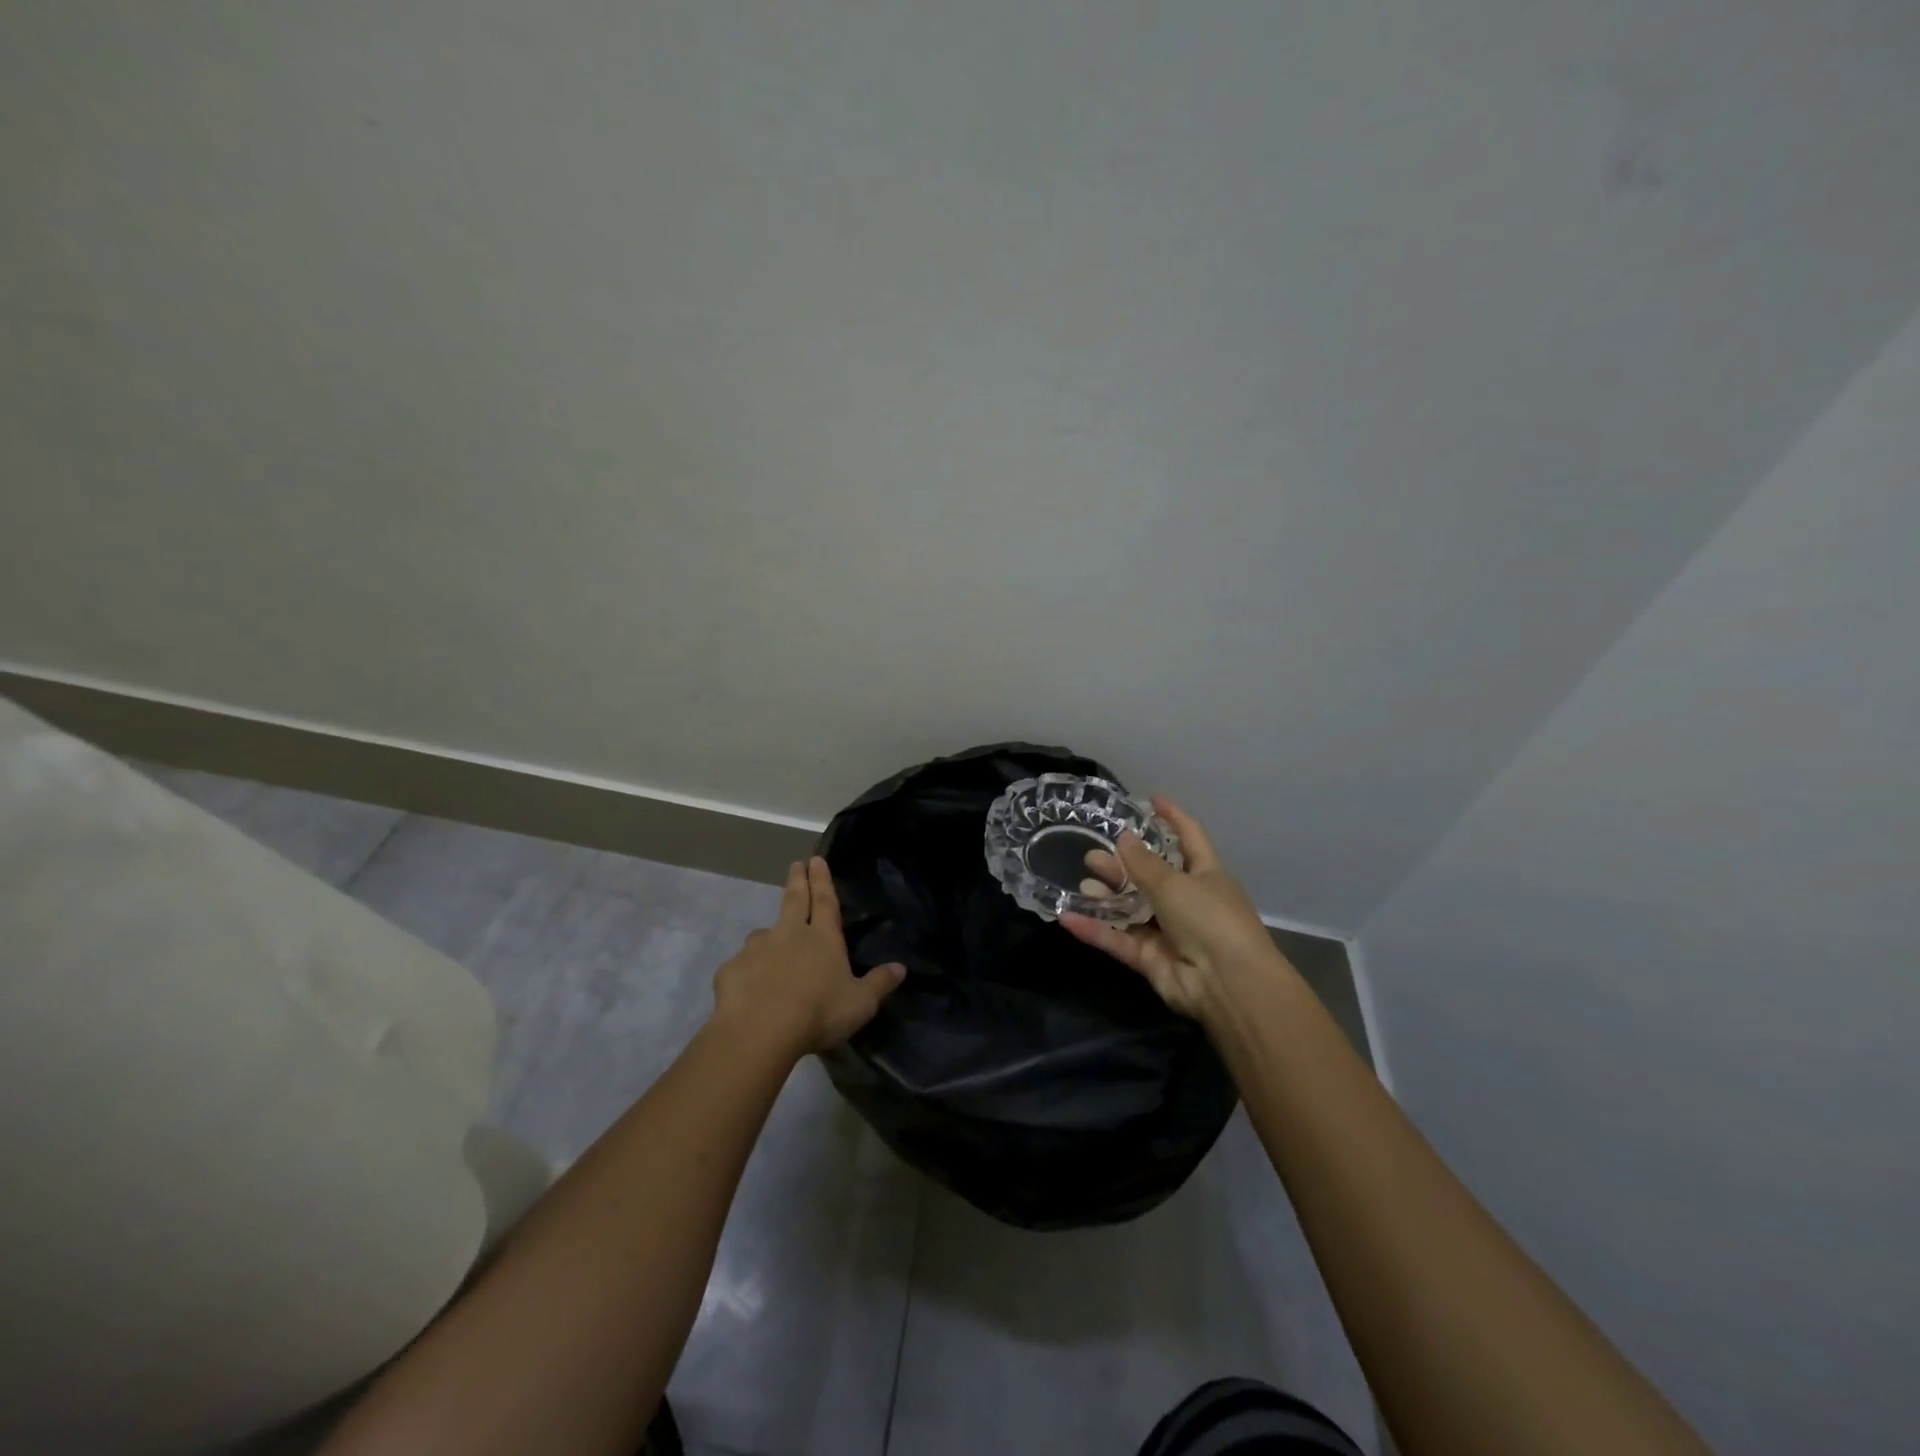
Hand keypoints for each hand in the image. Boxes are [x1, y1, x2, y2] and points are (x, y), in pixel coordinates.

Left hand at [712, 857, 905, 1054]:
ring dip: (769, 933)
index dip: (822, 880)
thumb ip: (879, 984)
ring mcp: (757, 950)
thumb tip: (901, 967)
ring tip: (769, 940)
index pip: (825, 901)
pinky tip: (747, 987)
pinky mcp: (732, 970)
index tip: (816, 859)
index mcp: (823, 938)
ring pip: (763, 934)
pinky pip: (741, 966)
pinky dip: (746, 971)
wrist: (760, 1030)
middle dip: (797, 881)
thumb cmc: (819, 1013)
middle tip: (796, 864)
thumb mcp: (860, 1003)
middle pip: (794, 901)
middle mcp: (789, 935)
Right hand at [1060, 798, 1289, 1022]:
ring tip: (1083, 881)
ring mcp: (1168, 931)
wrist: (1227, 984)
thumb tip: (1123, 838)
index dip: (1172, 817)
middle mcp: (1188, 900)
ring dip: (1106, 895)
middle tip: (1092, 854)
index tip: (1151, 799)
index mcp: (1206, 874)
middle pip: (1150, 876)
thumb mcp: (1175, 883)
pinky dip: (1094, 930)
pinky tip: (1066, 917)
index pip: (1189, 837)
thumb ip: (1143, 863)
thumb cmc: (1210, 919)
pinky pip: (1118, 939)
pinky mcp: (1150, 959)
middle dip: (1122, 864)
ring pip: (1131, 908)